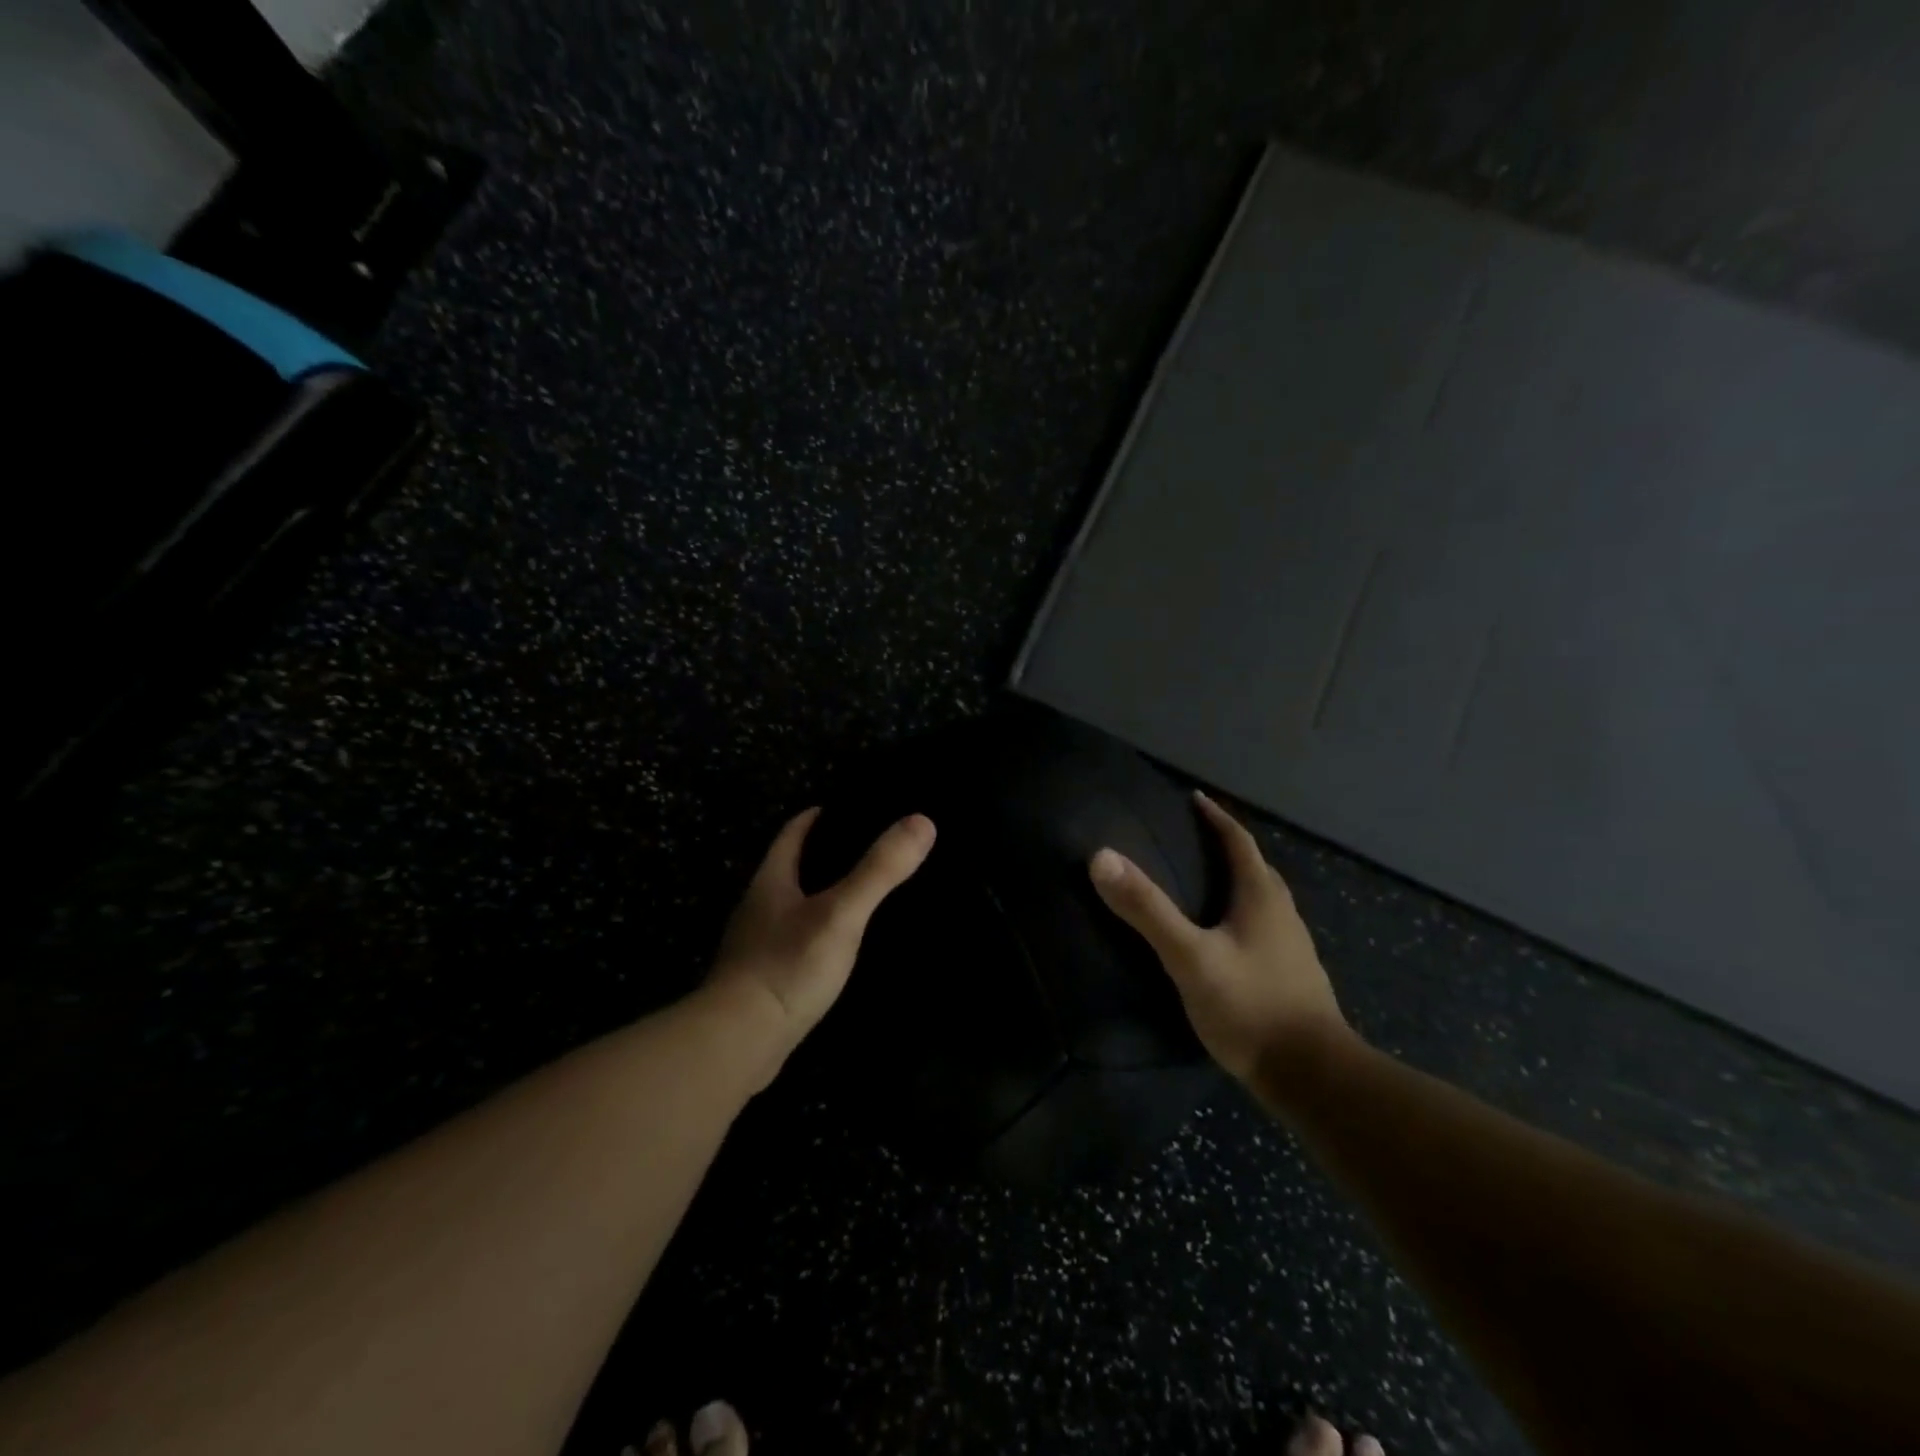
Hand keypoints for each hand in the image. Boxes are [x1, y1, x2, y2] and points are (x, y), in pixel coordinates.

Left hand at [705, 807, 934, 1080]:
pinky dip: (818, 934)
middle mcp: (758, 908)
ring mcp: (757, 946)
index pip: (792, 834)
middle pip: (791, 868)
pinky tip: (841, 947)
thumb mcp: (841, 913)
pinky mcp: (763, 981)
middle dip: (823, 856)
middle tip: (867, 851)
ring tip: (861, 896)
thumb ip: (879, 870)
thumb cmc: (787, 966)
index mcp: (770, 881)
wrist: (738, 1043)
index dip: (817, 817)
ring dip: (821, 896)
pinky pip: (795, 943)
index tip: (847, 808)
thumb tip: (922, 822)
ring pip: (793, 907)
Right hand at [1088, 791, 1348, 1085]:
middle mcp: (1282, 914)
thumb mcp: (1190, 957)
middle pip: (1254, 867)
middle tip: (1191, 840)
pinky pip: (1263, 928)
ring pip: (1261, 899)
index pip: (1239, 841)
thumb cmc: (1250, 1007)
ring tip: (1202, 883)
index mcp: (1261, 897)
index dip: (1215, 817)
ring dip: (1235, 881)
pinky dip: (1240, 915)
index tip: (1193, 798)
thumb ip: (1147, 909)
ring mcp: (1291, 947)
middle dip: (1225, 847)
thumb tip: (1101, 857)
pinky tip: (1221, 938)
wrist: (1312, 1077)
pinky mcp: (1291, 976)